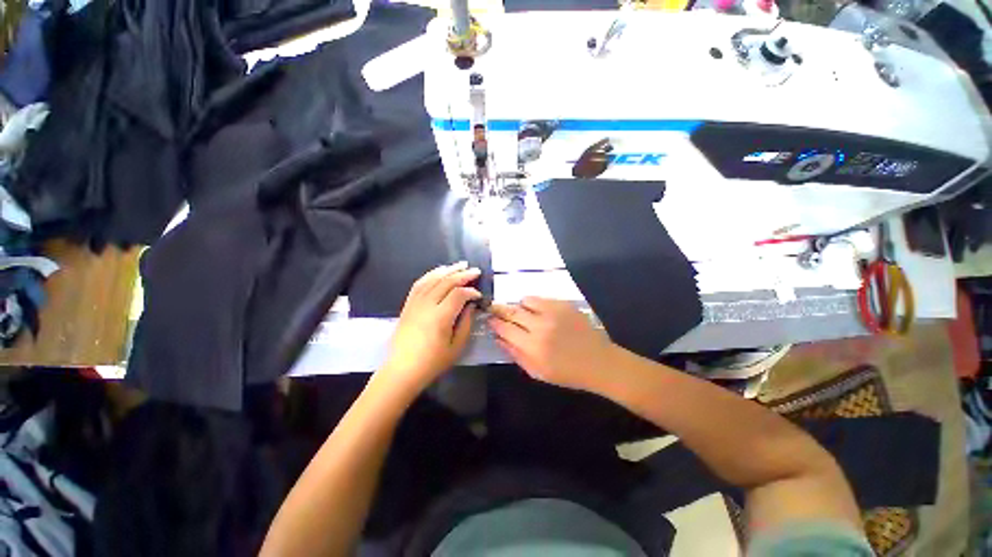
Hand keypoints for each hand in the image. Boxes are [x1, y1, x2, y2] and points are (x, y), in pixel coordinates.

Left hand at [378, 262, 481, 397]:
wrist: (402, 369)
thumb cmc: (432, 362)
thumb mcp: (456, 347)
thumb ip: (466, 323)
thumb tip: (471, 306)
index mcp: (440, 317)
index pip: (459, 294)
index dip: (471, 291)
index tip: (479, 295)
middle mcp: (427, 305)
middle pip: (446, 282)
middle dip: (463, 274)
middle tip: (475, 271)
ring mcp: (415, 303)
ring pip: (433, 279)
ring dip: (448, 270)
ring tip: (460, 265)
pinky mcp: (408, 304)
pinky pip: (420, 283)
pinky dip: (431, 274)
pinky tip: (440, 271)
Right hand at [488, 297, 620, 392]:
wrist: (598, 362)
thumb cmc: (566, 373)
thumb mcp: (537, 372)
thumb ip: (515, 354)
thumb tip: (498, 338)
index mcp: (533, 347)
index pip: (505, 329)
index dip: (494, 324)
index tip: (489, 321)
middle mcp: (540, 327)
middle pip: (512, 312)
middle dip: (499, 310)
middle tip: (493, 308)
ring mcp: (553, 313)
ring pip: (525, 301)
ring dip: (518, 306)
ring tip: (521, 313)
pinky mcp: (563, 305)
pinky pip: (540, 298)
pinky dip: (533, 303)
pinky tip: (536, 311)